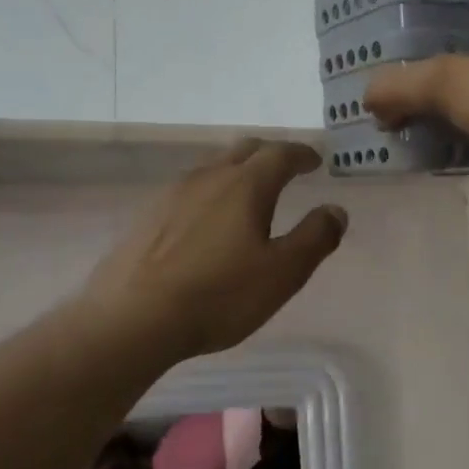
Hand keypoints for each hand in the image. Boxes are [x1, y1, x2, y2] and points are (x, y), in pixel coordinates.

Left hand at [80, 140, 347, 361]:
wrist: (133, 318)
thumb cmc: (219, 295)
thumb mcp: (283, 273)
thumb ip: (315, 238)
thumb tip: (336, 210)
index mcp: (245, 186)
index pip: (280, 155)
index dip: (302, 154)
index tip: (315, 160)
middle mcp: (208, 178)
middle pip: (244, 150)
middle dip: (271, 154)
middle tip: (287, 167)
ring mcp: (172, 195)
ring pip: (213, 168)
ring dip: (238, 171)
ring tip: (250, 192)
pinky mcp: (148, 218)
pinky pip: (189, 191)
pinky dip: (211, 193)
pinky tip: (208, 220)